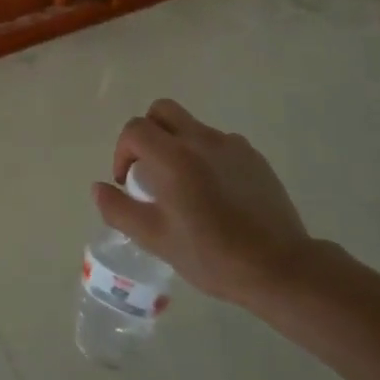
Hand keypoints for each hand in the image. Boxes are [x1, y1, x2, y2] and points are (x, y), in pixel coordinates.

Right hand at [93, 99, 314, 306]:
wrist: (280, 268)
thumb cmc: (211, 255)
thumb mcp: (155, 239)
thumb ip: (119, 210)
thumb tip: (98, 188)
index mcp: (173, 157)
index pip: (134, 129)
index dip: (122, 152)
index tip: (127, 182)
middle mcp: (201, 140)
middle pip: (162, 110)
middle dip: (147, 132)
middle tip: (150, 169)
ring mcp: (232, 146)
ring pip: (192, 126)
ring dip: (177, 144)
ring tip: (185, 185)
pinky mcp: (254, 158)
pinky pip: (219, 143)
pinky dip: (206, 156)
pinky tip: (216, 193)